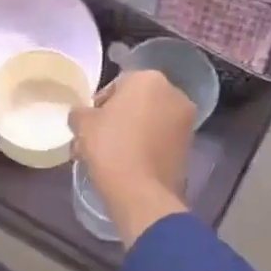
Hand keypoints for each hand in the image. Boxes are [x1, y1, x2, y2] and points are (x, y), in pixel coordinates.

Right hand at [69, 69, 193, 246]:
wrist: (141, 192)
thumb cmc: (110, 147)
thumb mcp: (83, 124)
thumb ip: (80, 112)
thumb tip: (81, 115)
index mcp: (149, 79)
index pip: (118, 84)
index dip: (100, 103)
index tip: (90, 122)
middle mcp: (174, 93)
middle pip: (138, 101)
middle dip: (120, 115)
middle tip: (101, 136)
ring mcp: (186, 120)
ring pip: (152, 120)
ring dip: (135, 130)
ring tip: (113, 152)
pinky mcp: (190, 145)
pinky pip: (162, 138)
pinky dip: (148, 144)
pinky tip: (130, 162)